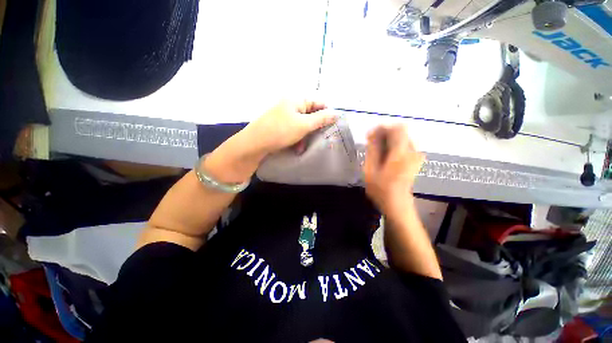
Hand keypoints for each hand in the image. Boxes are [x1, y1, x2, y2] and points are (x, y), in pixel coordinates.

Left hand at [242, 99, 337, 154]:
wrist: (255, 144)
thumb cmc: (281, 131)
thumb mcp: (304, 125)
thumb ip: (321, 119)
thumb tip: (337, 113)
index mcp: (296, 99)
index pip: (318, 103)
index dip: (327, 114)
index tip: (332, 127)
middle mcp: (291, 105)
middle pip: (311, 115)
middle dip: (315, 128)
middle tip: (320, 139)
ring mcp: (285, 116)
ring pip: (303, 125)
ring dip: (306, 136)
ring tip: (304, 146)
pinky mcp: (281, 126)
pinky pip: (295, 130)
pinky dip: (298, 139)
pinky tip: (297, 147)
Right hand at [363, 124, 424, 216]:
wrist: (397, 205)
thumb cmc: (381, 189)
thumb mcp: (371, 170)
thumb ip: (372, 150)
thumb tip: (372, 133)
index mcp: (401, 153)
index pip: (398, 128)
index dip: (384, 127)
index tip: (371, 135)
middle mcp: (413, 151)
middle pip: (401, 132)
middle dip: (384, 134)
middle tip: (371, 144)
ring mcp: (416, 156)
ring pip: (402, 138)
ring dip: (388, 140)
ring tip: (376, 151)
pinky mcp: (416, 160)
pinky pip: (404, 146)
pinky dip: (393, 146)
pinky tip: (385, 156)